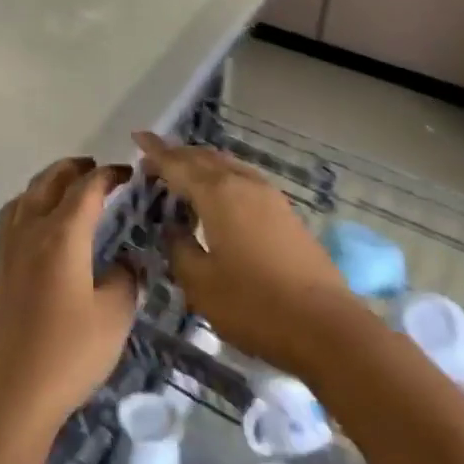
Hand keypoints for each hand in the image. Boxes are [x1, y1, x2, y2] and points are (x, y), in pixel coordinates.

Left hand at [0, 157, 138, 439]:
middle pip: (48, 182)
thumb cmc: (66, 356)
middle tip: (96, 168)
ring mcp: (6, 252)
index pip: (86, 189)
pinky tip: (37, 227)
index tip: (127, 173)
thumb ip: (123, 279)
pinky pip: (10, 220)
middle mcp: (29, 232)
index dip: (108, 175)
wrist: (6, 398)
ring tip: (65, 189)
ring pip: (24, 198)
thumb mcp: (113, 318)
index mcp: (61, 236)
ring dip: (46, 183)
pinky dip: (27, 206)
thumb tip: (122, 262)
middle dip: (73, 169)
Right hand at [136, 132, 359, 378]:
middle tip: (153, 161)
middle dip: (177, 155)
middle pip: (204, 158)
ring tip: (182, 174)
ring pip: (227, 166)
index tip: (138, 137)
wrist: (325, 326)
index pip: (178, 164)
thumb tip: (173, 228)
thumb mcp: (201, 283)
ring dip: (201, 165)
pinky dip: (221, 178)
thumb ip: (180, 248)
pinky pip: (243, 179)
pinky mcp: (285, 212)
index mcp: (218, 193)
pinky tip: (217, 197)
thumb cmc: (254, 305)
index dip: (155, 152)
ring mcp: (269, 195)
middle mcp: (243, 183)